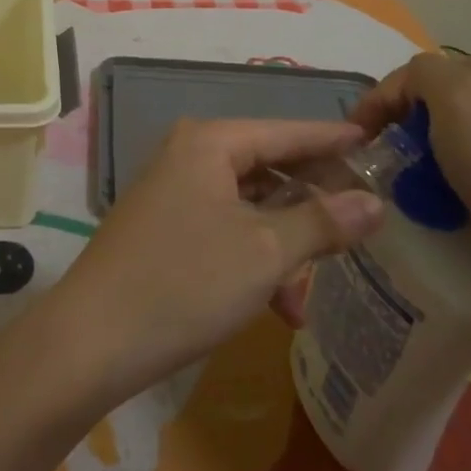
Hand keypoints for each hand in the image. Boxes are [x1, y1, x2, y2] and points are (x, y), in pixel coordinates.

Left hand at [34, 119, 385, 405]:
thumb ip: (322, 223)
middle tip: (363, 220)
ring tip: (318, 285)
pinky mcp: (164, 228)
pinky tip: (280, 307)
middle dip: (313, 200)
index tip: (377, 145)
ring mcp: (173, 192)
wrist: (93, 338)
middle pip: (268, 167)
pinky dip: (255, 259)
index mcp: (210, 142)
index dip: (332, 140)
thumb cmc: (186, 282)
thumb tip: (373, 202)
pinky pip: (225, 229)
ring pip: (249, 205)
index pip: (286, 132)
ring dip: (286, 243)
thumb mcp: (265, 253)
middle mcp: (189, 155)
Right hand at [351, 52, 470, 331]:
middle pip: (432, 109)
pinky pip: (468, 179)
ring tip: (407, 195)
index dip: (379, 101)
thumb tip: (406, 92)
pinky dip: (447, 191)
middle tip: (379, 167)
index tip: (353, 140)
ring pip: (448, 146)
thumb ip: (420, 75)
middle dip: (400, 133)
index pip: (415, 72)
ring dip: (421, 166)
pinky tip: (443, 213)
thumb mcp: (455, 98)